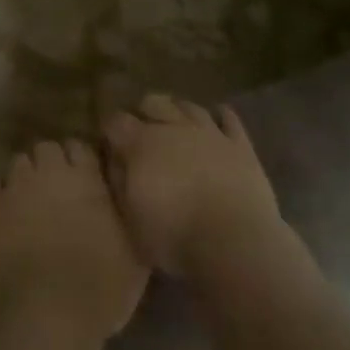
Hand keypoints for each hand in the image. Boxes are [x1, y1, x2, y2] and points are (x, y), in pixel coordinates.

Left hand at [0, 139, 149, 344]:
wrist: (44, 318)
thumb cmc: (99, 292)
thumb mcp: (134, 256)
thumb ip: (126, 218)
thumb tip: (122, 202)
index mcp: (88, 179)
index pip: (81, 147)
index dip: (80, 161)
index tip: (83, 179)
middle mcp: (50, 173)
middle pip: (46, 149)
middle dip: (49, 164)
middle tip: (54, 191)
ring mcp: (15, 187)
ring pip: (17, 163)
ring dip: (23, 178)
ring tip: (26, 202)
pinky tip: (1, 214)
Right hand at [103, 94, 281, 277]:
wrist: (235, 246)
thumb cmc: (174, 238)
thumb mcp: (130, 218)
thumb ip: (118, 181)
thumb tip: (114, 159)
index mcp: (141, 144)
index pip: (116, 121)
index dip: (109, 130)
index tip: (108, 144)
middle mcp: (174, 128)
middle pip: (152, 102)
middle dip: (143, 113)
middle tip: (142, 134)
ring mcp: (210, 133)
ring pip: (189, 106)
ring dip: (177, 112)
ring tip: (175, 126)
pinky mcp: (240, 146)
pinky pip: (229, 119)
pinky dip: (220, 116)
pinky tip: (216, 122)